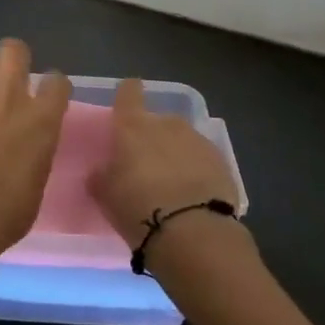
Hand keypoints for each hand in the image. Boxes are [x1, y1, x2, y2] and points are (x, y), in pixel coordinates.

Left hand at [0, 40, 70, 258]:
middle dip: (12, 57)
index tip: (48, 95)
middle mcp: (9, 96)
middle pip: (14, 50)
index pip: (57, 81)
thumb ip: (35, 152)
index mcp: (42, 119)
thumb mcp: (36, 181)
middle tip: (7, 76)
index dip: (52, 85)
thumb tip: (26, 148)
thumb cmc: (6, 211)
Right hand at [89, 78, 244, 252]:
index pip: (128, 93)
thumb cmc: (137, 206)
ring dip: (176, 154)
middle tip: (145, 165)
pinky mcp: (222, 162)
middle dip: (152, 137)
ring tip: (171, 184)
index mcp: (134, 126)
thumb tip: (102, 170)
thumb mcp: (105, 194)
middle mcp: (167, 124)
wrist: (192, 231)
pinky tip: (192, 194)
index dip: (127, 94)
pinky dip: (196, 171)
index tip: (127, 99)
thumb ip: (101, 175)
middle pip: (157, 121)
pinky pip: (202, 160)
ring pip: (182, 140)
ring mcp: (198, 141)